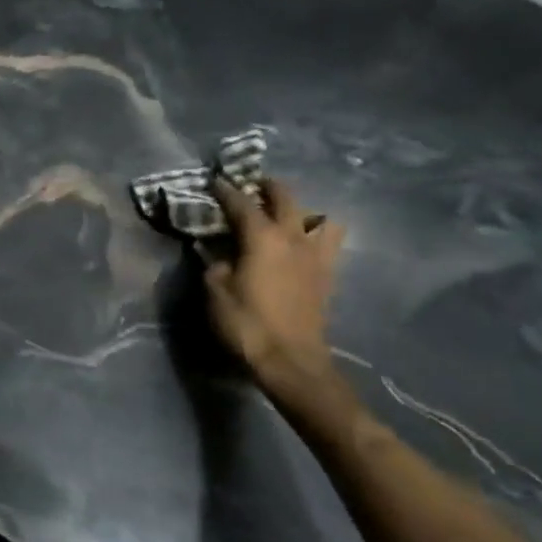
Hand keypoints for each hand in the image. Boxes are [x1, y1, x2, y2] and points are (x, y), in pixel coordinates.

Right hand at [205, 177, 350, 418]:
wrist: (292, 361)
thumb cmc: (247, 323)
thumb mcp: (215, 291)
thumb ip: (215, 263)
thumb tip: (218, 251)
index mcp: (262, 237)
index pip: (241, 203)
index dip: (225, 189)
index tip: (215, 180)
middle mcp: (293, 237)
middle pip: (285, 198)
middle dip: (267, 186)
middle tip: (252, 185)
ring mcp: (315, 256)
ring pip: (318, 217)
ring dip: (301, 210)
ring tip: (286, 215)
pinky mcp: (327, 275)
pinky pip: (327, 242)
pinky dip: (316, 234)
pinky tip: (302, 243)